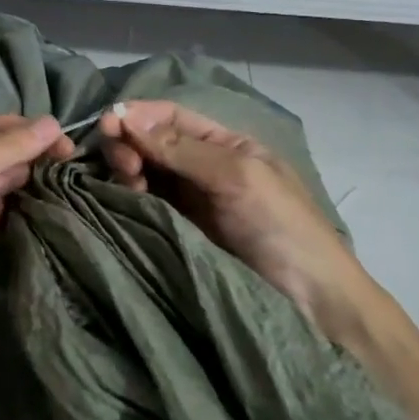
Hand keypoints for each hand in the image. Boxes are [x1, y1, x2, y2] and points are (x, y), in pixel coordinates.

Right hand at [98, 101, 373, 336]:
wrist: (311, 304)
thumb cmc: (281, 227)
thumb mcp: (238, 176)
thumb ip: (181, 147)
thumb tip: (126, 115)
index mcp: (224, 145)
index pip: (171, 117)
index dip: (138, 115)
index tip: (108, 123)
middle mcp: (201, 168)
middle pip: (151, 143)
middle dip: (130, 144)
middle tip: (123, 165)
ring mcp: (187, 204)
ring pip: (143, 174)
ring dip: (126, 170)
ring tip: (128, 184)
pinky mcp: (175, 235)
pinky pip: (143, 207)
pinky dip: (127, 199)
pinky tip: (123, 201)